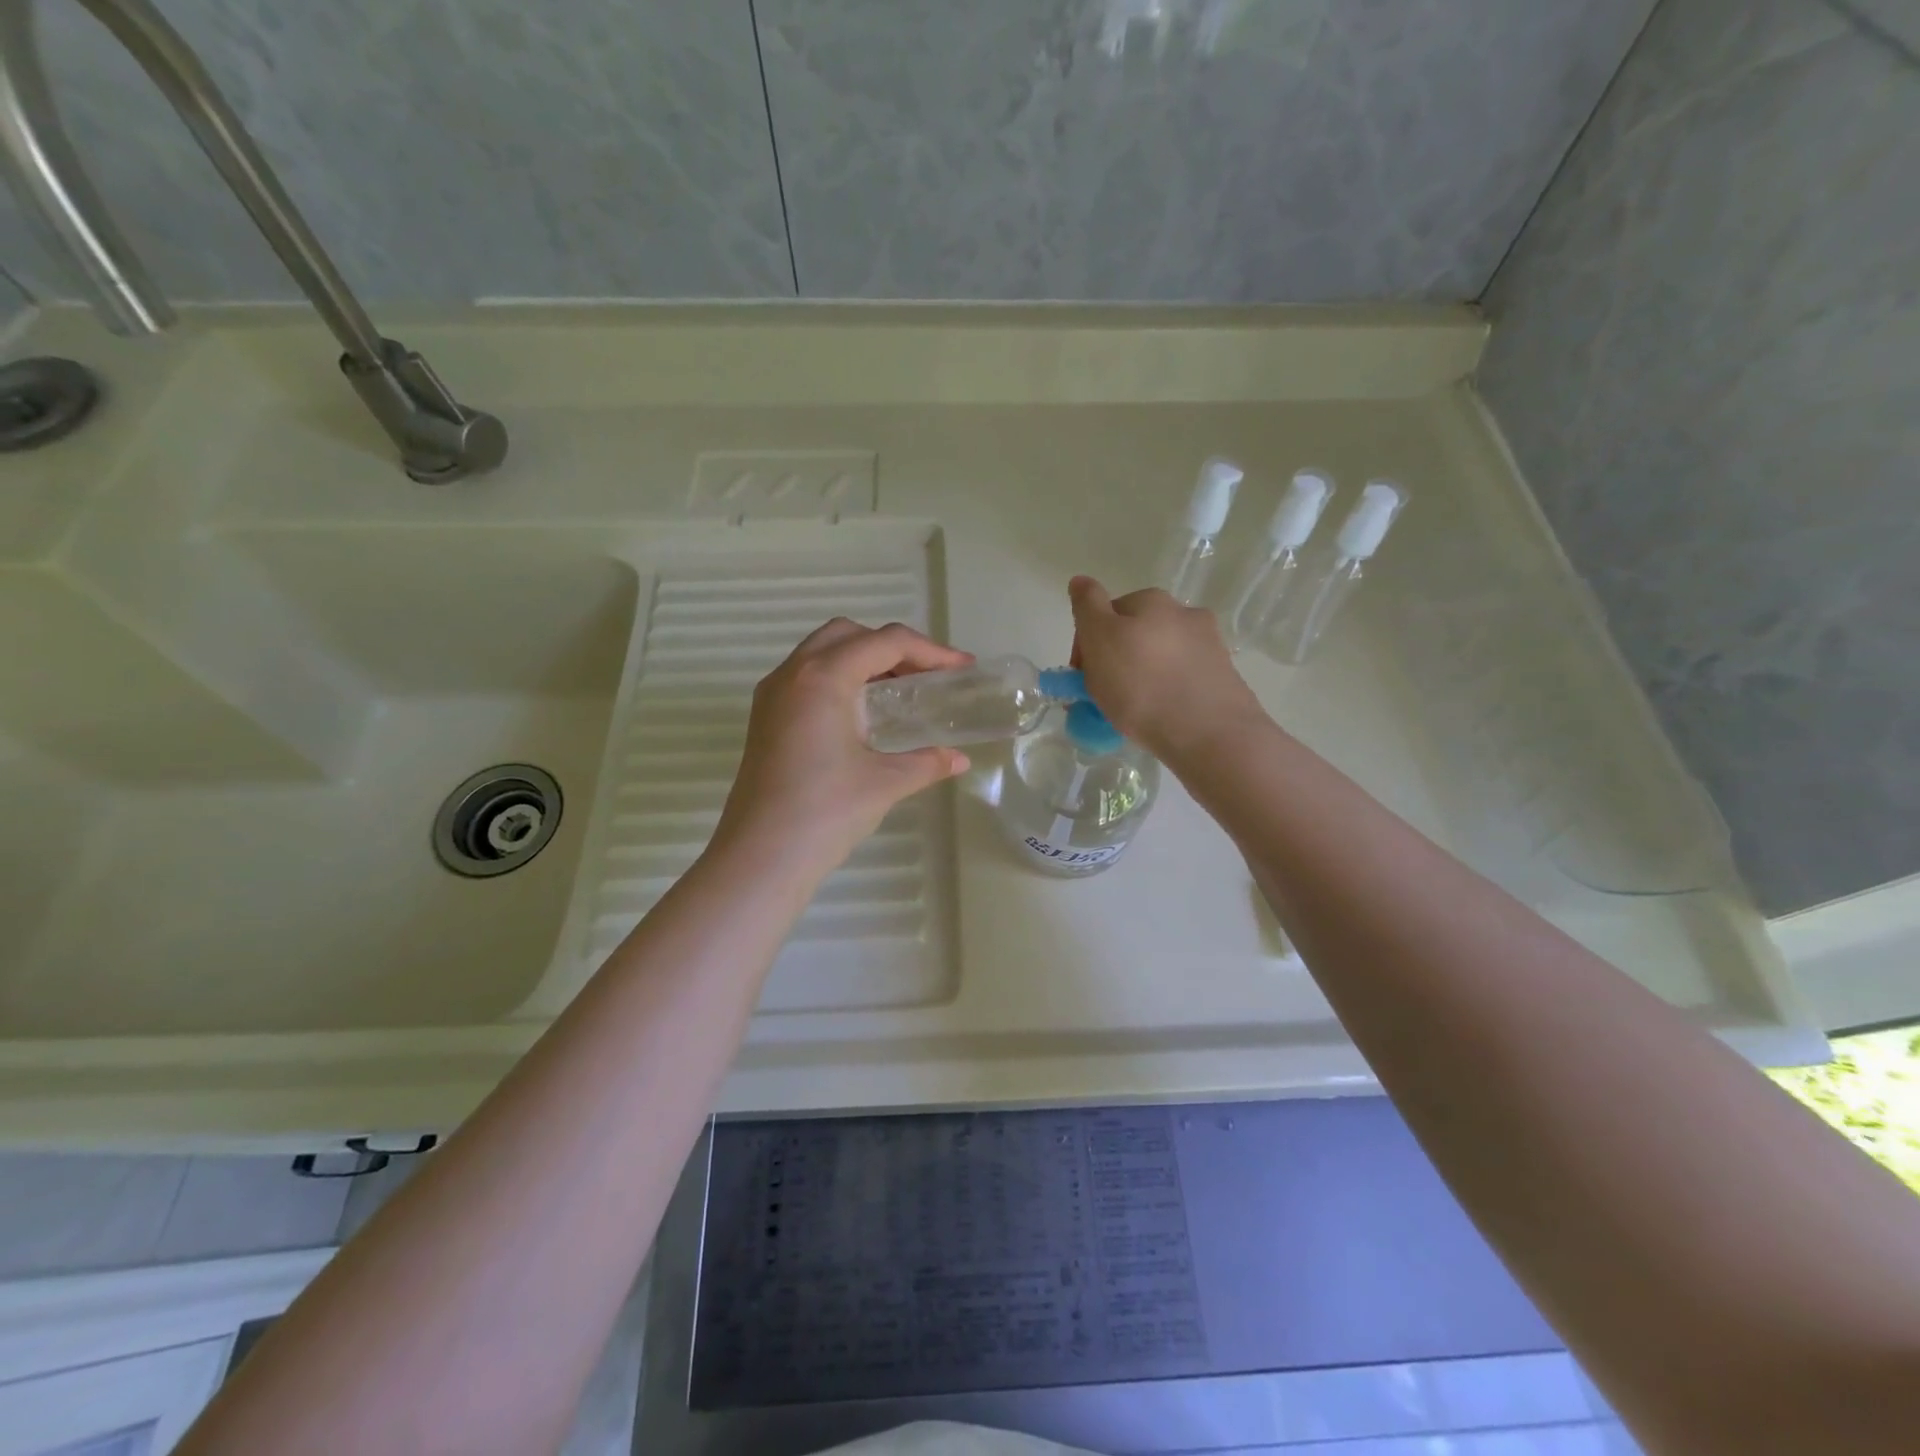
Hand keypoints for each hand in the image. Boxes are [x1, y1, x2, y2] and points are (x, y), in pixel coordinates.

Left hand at [715, 618, 972, 871]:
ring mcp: (773, 695)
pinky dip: (840, 679)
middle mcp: (793, 673)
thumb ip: (927, 762)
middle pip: (848, 635)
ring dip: (864, 660)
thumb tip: (958, 760)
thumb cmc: (826, 812)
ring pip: (823, 652)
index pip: (884, 642)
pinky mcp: (765, 717)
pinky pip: (807, 677)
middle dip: (893, 647)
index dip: (930, 651)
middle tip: (926, 676)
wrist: (761, 857)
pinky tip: (863, 714)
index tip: (961, 668)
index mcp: (823, 678)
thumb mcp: (885, 783)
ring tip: (900, 692)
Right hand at [1069, 575, 1266, 759]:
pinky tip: (1160, 717)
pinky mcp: (1223, 679)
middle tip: (1102, 699)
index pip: (1106, 614)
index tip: (1082, 678)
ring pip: (1158, 659)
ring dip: (1141, 678)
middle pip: (1134, 635)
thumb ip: (1086, 606)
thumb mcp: (1099, 639)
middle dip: (1115, 661)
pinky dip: (1166, 694)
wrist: (1208, 734)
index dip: (1087, 645)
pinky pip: (1181, 682)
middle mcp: (1185, 614)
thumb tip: (1080, 580)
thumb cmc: (1141, 685)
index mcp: (1152, 600)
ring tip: (1131, 713)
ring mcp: (1209, 646)